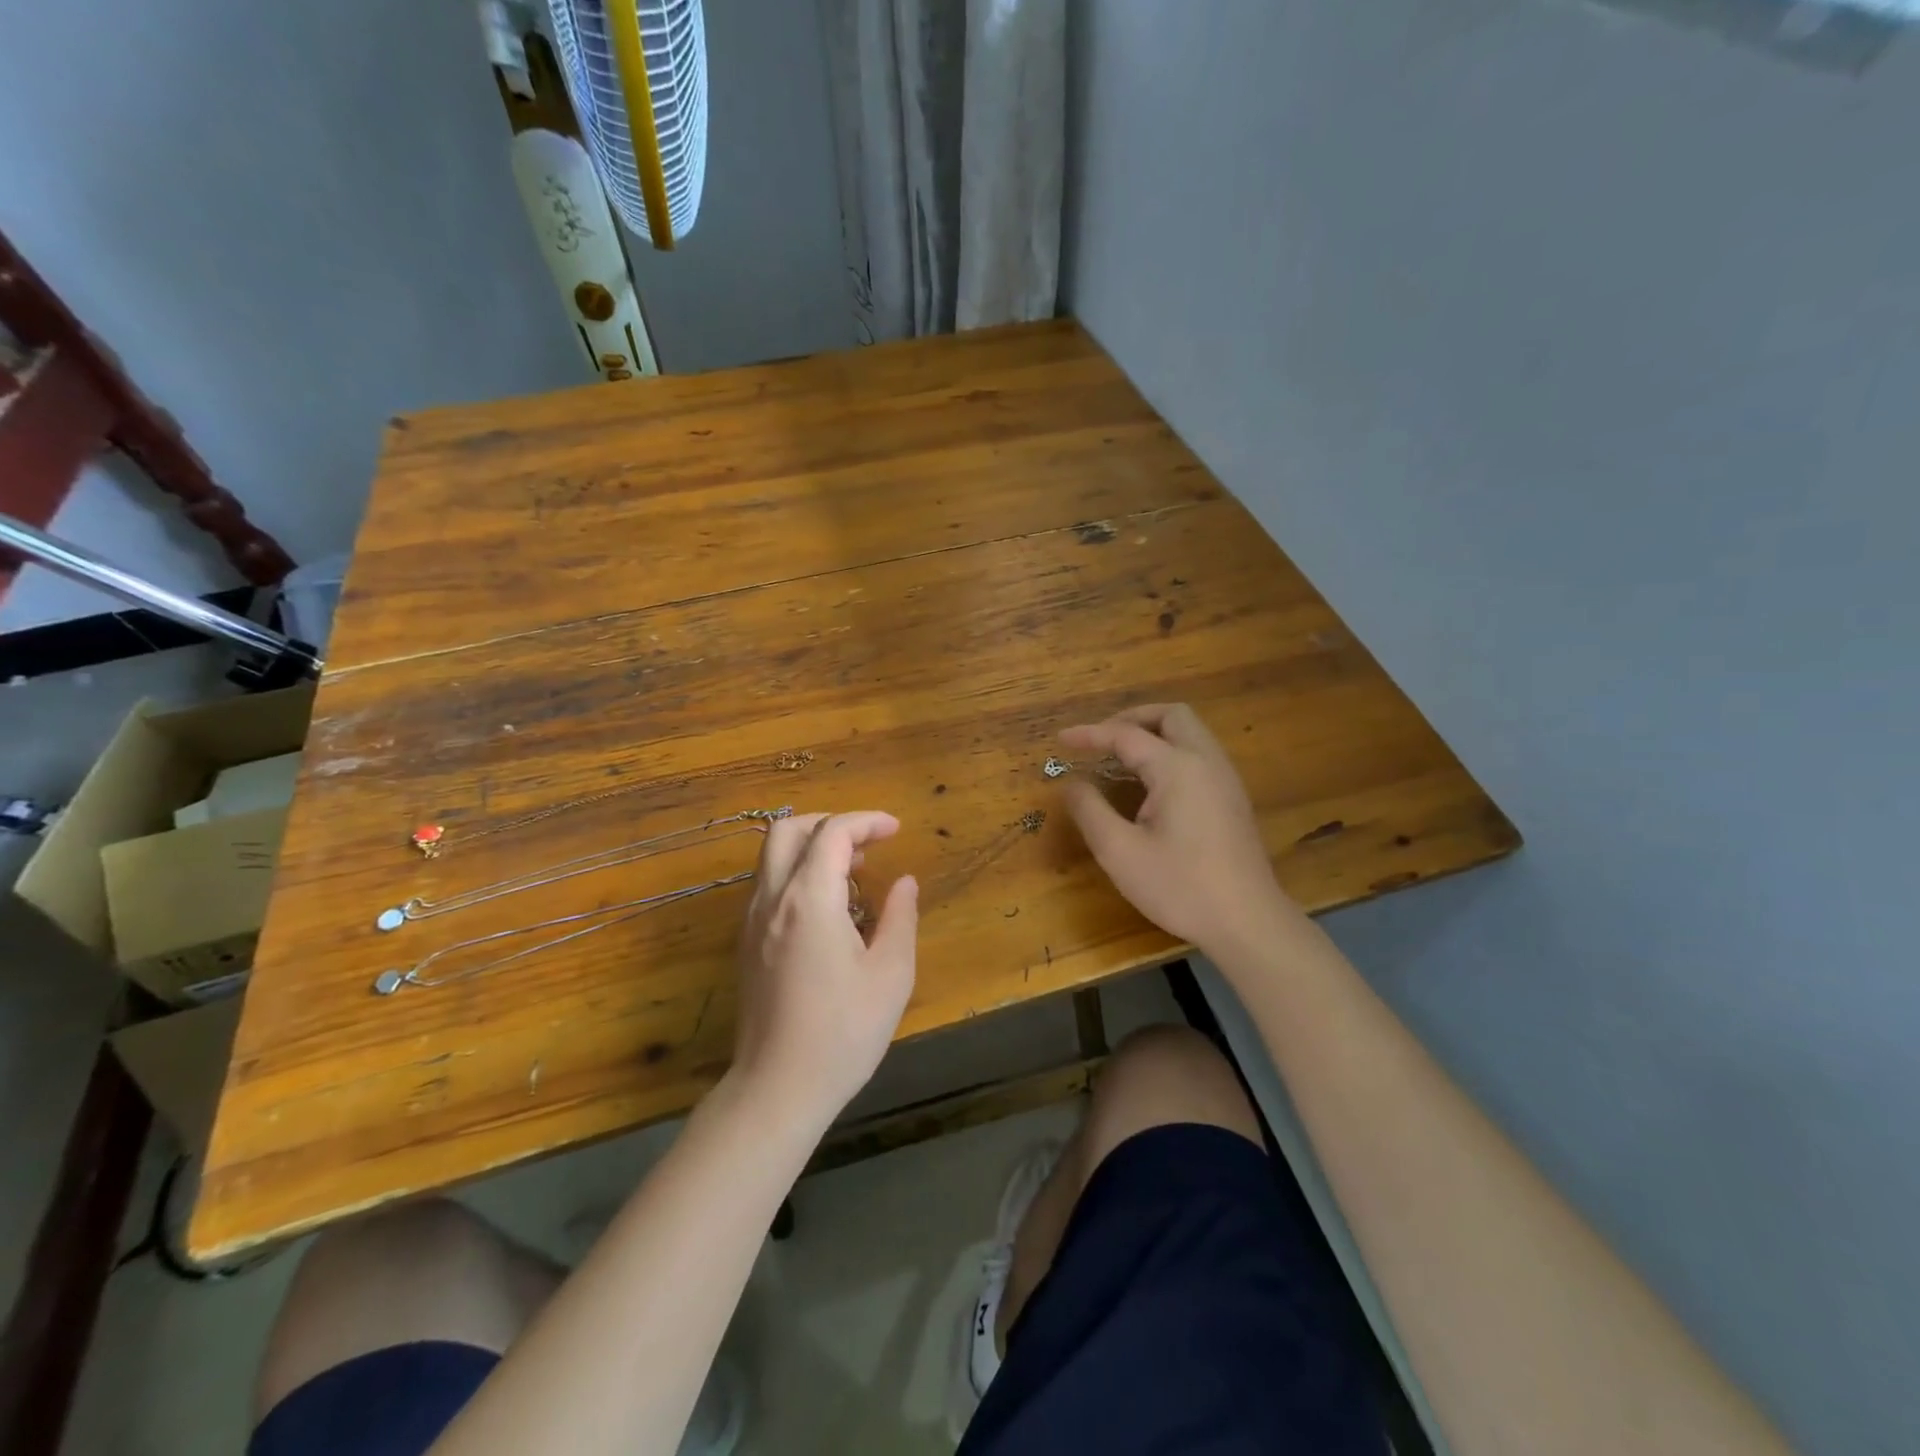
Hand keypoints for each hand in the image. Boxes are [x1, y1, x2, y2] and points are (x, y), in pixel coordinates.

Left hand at [730, 811, 918, 1123]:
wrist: (777, 1088)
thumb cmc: (843, 1032)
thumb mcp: (891, 975)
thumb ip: (900, 917)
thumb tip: (904, 882)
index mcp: (809, 899)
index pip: (832, 832)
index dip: (867, 821)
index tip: (896, 830)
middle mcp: (773, 899)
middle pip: (788, 830)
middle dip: (830, 823)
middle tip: (868, 843)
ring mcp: (752, 921)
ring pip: (772, 856)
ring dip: (811, 847)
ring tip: (853, 872)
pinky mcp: (746, 943)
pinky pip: (768, 884)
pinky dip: (797, 873)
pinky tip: (828, 907)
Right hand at [1060, 704, 1295, 957]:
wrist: (1248, 922)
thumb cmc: (1180, 887)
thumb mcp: (1120, 852)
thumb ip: (1090, 811)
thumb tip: (1072, 784)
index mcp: (1178, 768)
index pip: (1126, 735)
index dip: (1090, 734)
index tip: (1060, 740)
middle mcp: (1206, 761)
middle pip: (1171, 715)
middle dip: (1131, 718)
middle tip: (1102, 740)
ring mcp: (1225, 779)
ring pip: (1190, 732)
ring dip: (1154, 733)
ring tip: (1121, 758)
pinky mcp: (1232, 799)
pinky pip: (1199, 754)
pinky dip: (1170, 751)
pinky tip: (1151, 783)